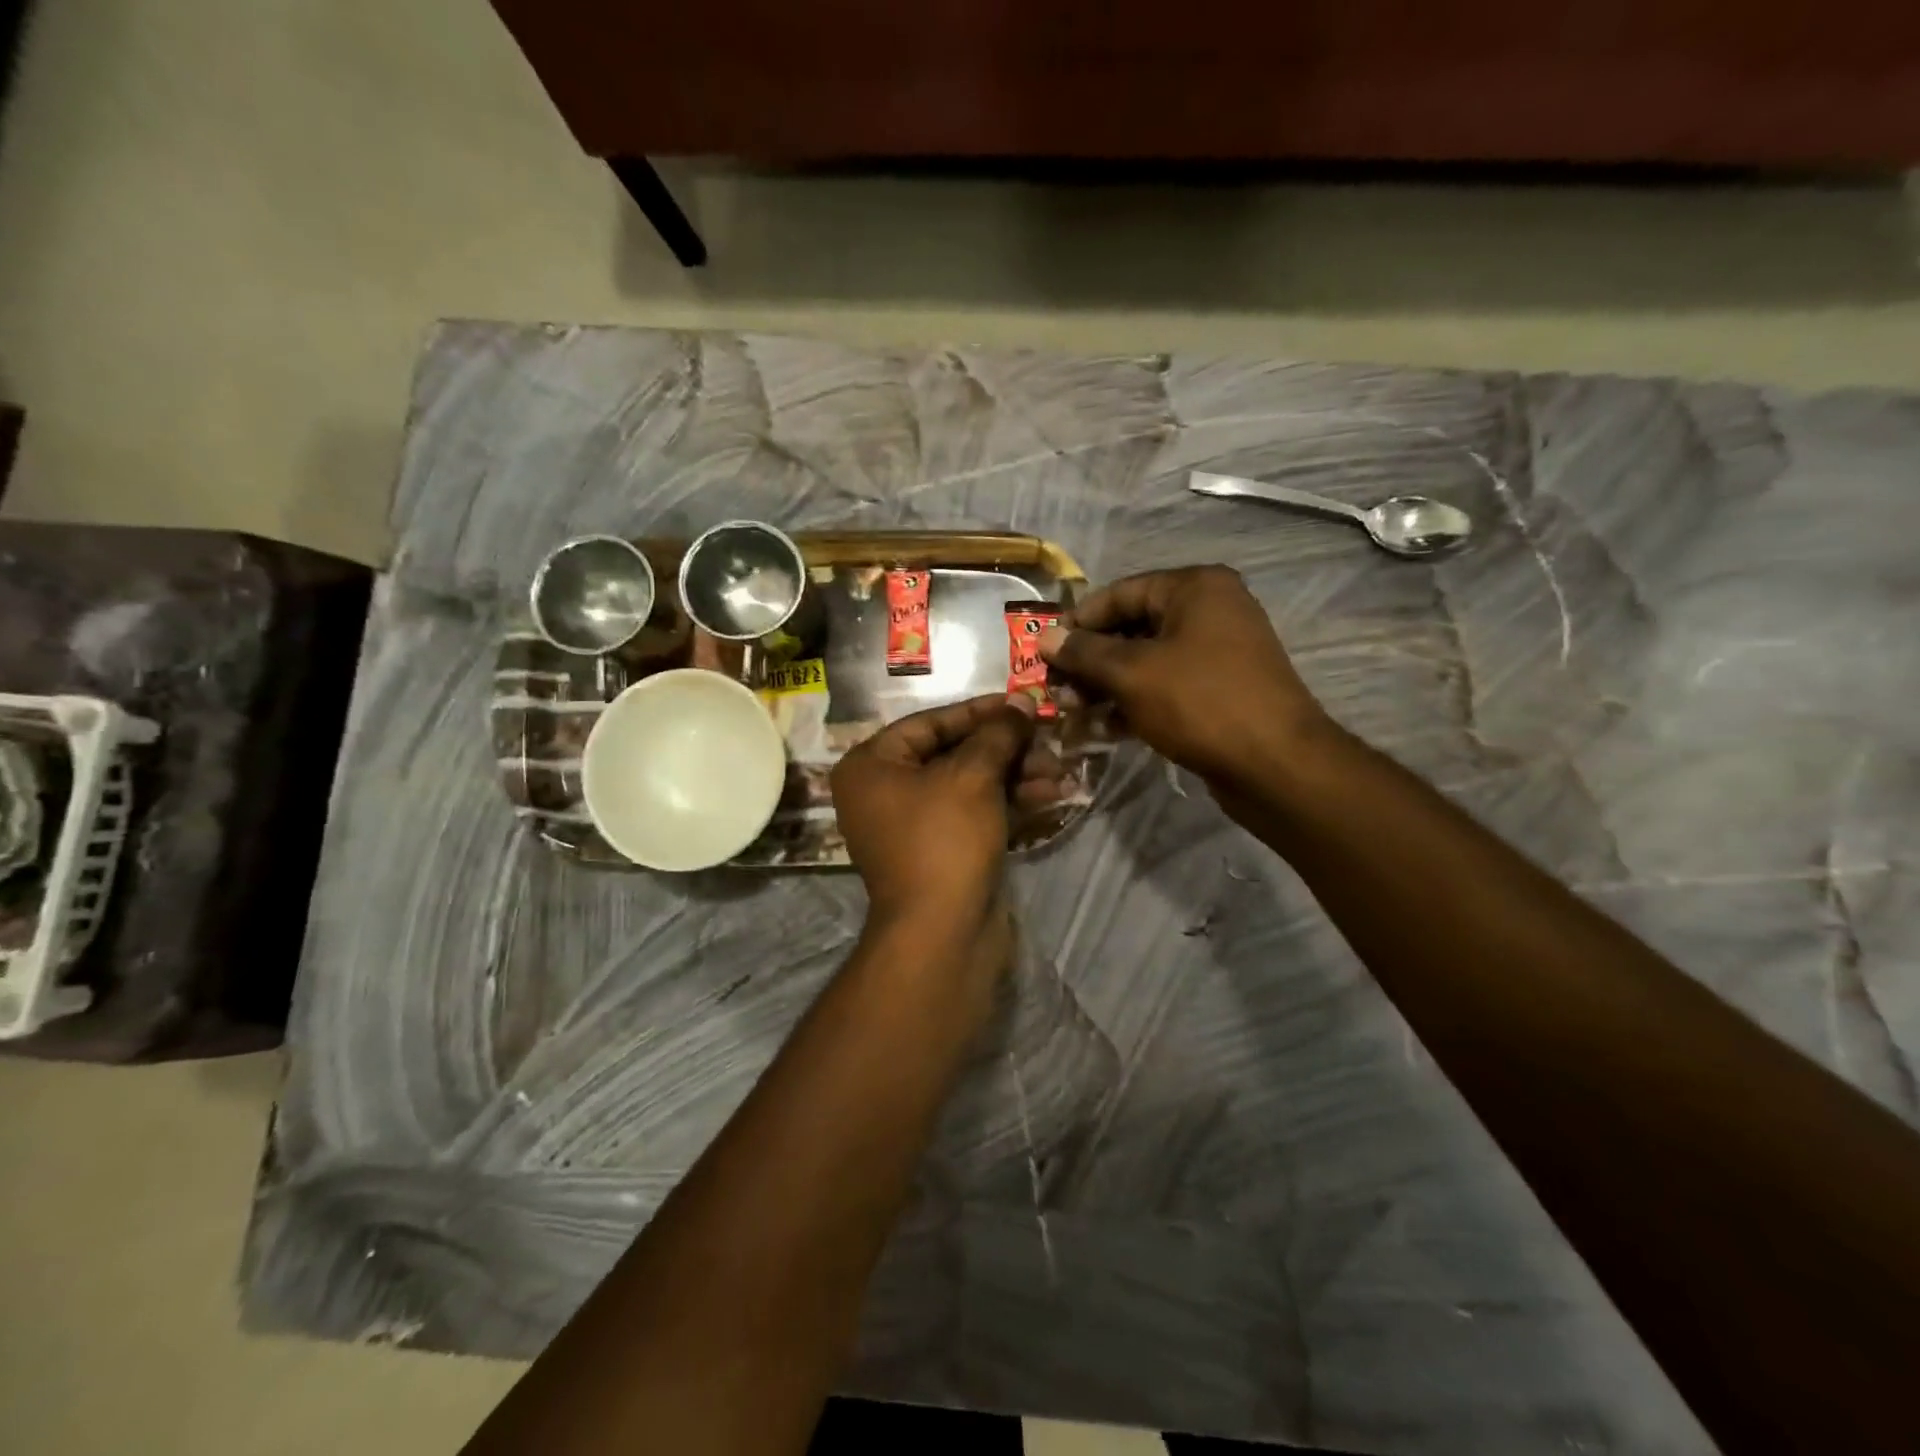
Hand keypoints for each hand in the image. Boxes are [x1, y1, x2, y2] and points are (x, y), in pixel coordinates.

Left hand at [832, 694, 1061, 935]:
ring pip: (969, 785)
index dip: (980, 711)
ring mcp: (913, 826)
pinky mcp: (941, 853)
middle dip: (1004, 747)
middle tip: (1047, 738)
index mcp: (871, 766)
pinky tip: (1051, 795)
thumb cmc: (945, 840)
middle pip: (952, 754)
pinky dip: (1008, 803)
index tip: (1021, 702)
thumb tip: (1019, 705)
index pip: (930, 723)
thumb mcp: (972, 776)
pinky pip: (975, 815)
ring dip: (1015, 775)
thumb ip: (997, 734)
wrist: (942, 935)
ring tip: (1060, 770)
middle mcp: (884, 792)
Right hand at [1040, 565, 1329, 783]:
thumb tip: (1044, 638)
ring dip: (1107, 685)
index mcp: (1195, 588)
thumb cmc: (1200, 703)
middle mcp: (1210, 610)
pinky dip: (1135, 701)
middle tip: (1057, 689)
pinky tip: (1105, 728)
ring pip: (1146, 660)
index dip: (1077, 623)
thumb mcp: (1132, 673)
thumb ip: (1084, 653)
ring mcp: (1219, 651)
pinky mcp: (1220, 688)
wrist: (1276, 764)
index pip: (1119, 594)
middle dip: (1090, 660)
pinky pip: (1166, 685)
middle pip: (1132, 627)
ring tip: (1074, 712)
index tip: (1043, 653)